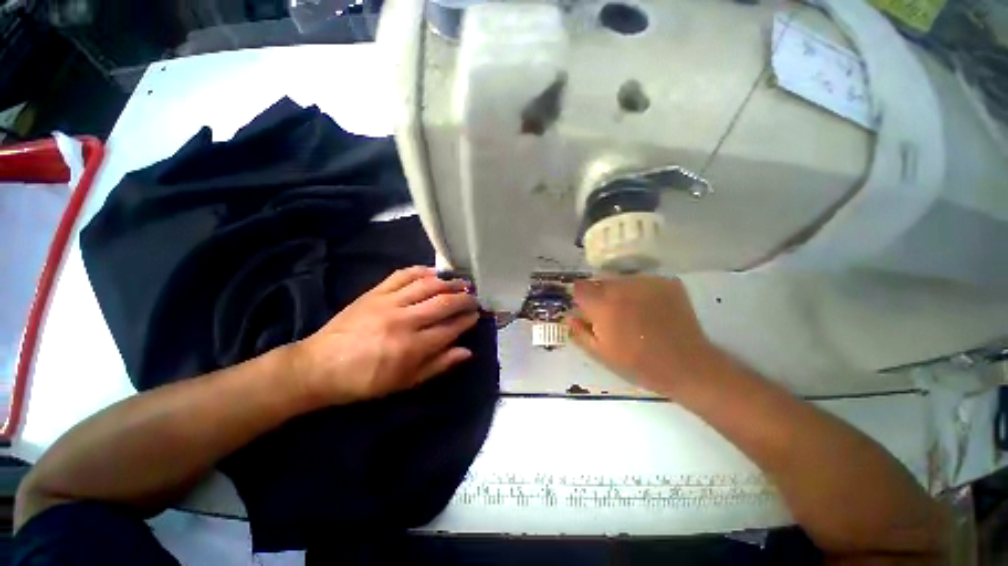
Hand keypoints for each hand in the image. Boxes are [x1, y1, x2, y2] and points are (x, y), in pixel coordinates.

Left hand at [290, 266, 478, 406]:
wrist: (319, 366)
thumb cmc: (365, 381)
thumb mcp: (405, 382)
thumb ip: (438, 365)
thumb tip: (467, 351)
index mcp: (412, 347)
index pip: (450, 328)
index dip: (467, 320)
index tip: (476, 315)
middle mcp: (405, 321)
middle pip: (444, 303)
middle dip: (465, 299)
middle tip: (474, 298)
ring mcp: (389, 302)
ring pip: (427, 285)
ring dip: (449, 282)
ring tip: (462, 283)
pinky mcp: (375, 292)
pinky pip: (403, 275)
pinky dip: (422, 270)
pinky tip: (434, 272)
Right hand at [567, 275, 727, 395]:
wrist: (687, 365)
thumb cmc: (638, 363)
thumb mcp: (600, 353)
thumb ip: (579, 331)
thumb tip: (569, 315)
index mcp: (602, 305)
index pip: (579, 287)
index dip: (581, 298)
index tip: (587, 309)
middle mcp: (622, 287)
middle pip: (600, 280)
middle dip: (600, 294)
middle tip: (611, 314)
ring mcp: (646, 282)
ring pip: (622, 279)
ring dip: (621, 291)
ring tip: (633, 312)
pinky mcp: (667, 282)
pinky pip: (644, 281)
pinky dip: (642, 291)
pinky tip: (651, 309)